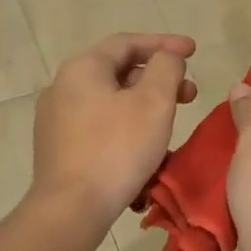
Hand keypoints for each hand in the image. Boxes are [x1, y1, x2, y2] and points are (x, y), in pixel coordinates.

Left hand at [30, 33, 197, 232]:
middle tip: (189, 94)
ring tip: (170, 124)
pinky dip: (126, 125)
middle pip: (118, 71)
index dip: (165, 44)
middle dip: (158, 79)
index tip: (194, 51)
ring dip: (144, 105)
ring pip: (110, 100)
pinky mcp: (58, 147)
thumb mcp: (154, 102)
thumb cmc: (117, 149)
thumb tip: (167, 58)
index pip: (128, 43)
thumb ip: (166, 68)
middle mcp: (63, 86)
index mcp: (83, 68)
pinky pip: (99, 125)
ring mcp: (56, 118)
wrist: (72, 208)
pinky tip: (144, 147)